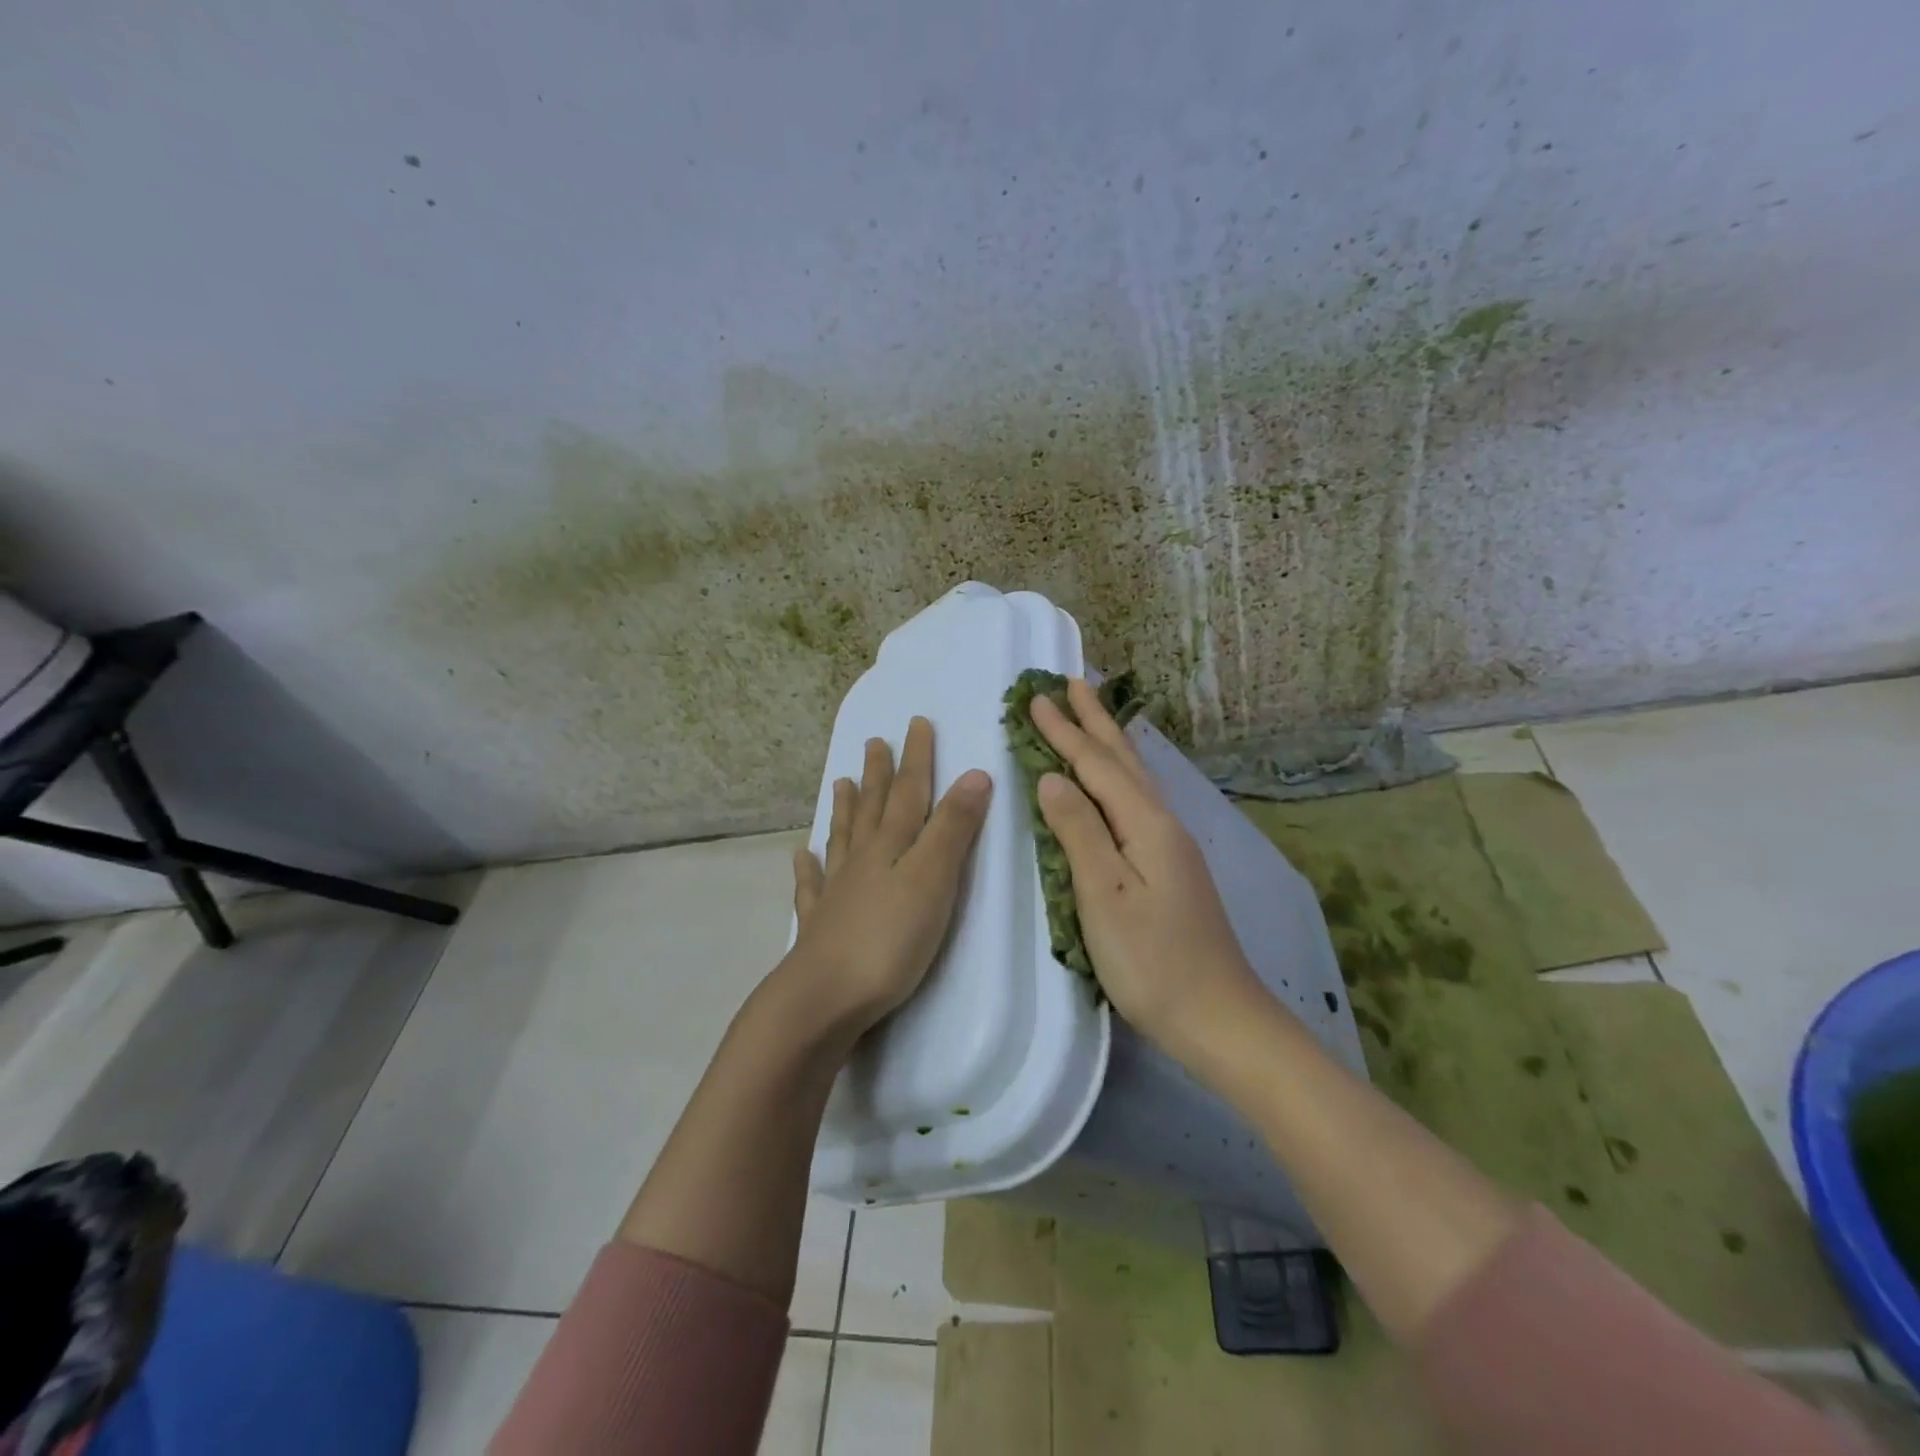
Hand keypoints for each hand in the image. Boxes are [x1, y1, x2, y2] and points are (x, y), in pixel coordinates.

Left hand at [783, 717, 992, 1039]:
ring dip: (846, 809)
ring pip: (843, 838)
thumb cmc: (889, 940)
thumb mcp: (933, 880)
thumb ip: (953, 829)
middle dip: (879, 774)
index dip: (916, 758)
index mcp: (891, 846)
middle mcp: (861, 859)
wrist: (824, 998)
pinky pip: (812, 887)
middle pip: (873, 808)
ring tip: (842, 783)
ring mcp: (836, 891)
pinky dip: (808, 868)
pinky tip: (801, 856)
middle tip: (874, 742)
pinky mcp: (821, 925)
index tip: (916, 723)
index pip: (909, 792)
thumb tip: (974, 774)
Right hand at [1029, 679, 1265, 1052]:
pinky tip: (1122, 780)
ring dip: (1111, 742)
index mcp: (1145, 825)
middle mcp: (1163, 824)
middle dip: (1094, 721)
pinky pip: (1139, 800)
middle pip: (1124, 760)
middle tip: (1074, 682)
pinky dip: (1122, 775)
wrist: (1218, 1017)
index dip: (1065, 732)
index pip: (1096, 766)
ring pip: (1136, 778)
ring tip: (1095, 714)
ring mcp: (1172, 846)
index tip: (1036, 698)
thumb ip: (1079, 831)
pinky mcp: (1171, 868)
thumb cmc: (1152, 961)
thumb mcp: (1104, 895)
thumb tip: (1052, 777)